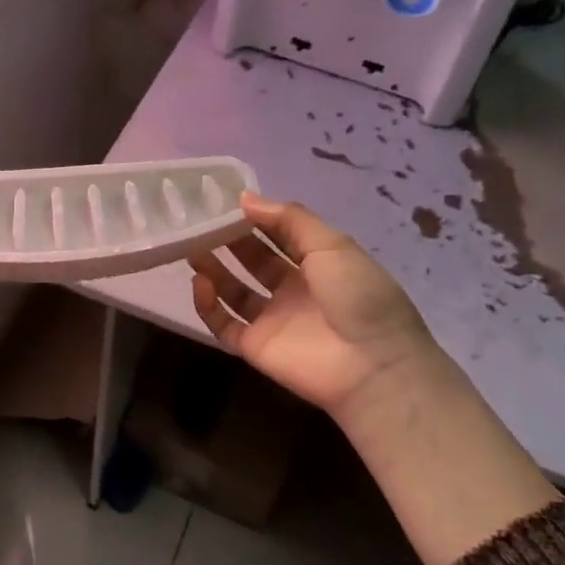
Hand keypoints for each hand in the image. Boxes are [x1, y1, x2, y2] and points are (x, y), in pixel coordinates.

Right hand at [188, 194, 432, 420]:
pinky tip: (200, 283)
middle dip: (230, 242)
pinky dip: (208, 305)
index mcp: (318, 264)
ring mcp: (273, 319)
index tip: (227, 203)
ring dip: (214, 270)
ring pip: (234, 292)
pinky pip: (224, 324)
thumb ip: (289, 220)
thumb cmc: (358, 296)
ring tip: (192, 249)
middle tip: (202, 224)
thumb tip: (245, 198)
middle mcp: (293, 290)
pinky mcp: (255, 346)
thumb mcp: (332, 245)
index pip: (279, 235)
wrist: (372, 366)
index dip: (256, 219)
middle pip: (254, 261)